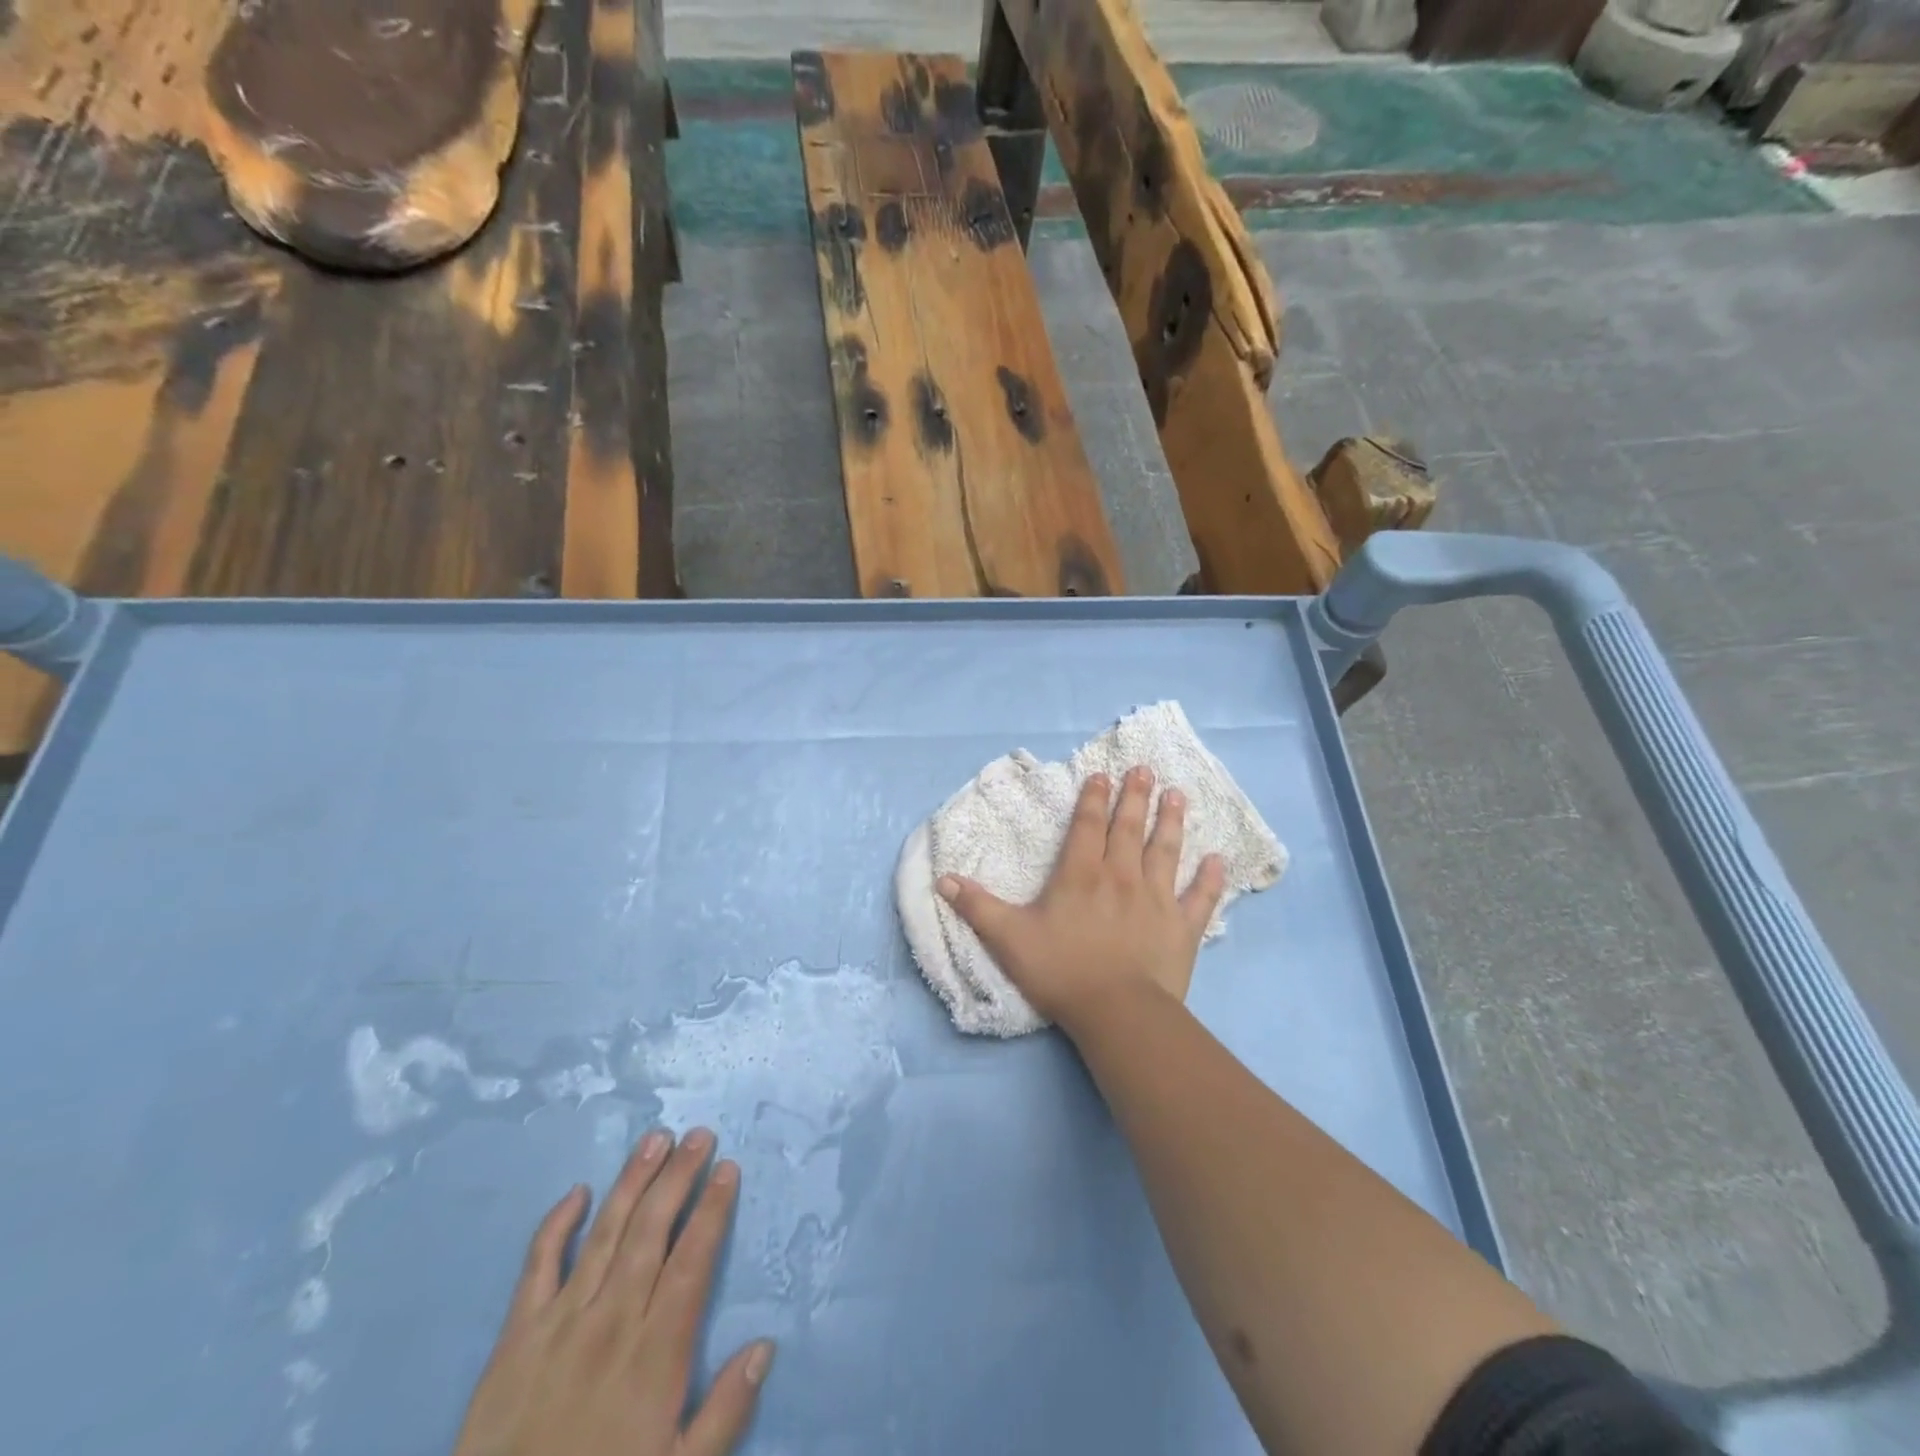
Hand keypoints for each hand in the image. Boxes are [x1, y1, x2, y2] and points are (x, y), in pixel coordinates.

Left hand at [453, 1128, 772, 1455]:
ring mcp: (558, 1325)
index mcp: (654, 1356)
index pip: (691, 1262)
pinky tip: (578, 1192)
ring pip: (605, 1234)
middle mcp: (610, 1324)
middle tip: (700, 1135)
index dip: (712, 1210)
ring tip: (655, 1139)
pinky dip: (557, 1224)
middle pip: (651, 1231)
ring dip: (632, 1182)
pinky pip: (537, 1266)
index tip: (728, 1168)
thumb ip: (724, 1414)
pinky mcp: (514, 1338)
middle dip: (679, 1176)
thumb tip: (764, 1345)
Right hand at [937, 766, 1225, 1033]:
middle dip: (1136, 796)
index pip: (1088, 826)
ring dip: (1172, 821)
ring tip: (1178, 794)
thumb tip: (942, 879)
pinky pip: (1200, 897)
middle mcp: (1121, 876)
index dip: (1094, 798)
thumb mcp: (1009, 938)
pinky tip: (1219, 859)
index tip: (1102, 774)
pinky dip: (1210, 878)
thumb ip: (978, 906)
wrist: (1117, 1013)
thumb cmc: (1061, 971)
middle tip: (1145, 769)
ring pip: (1166, 851)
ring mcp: (1156, 899)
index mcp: (1081, 874)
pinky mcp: (1183, 927)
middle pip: (1129, 828)